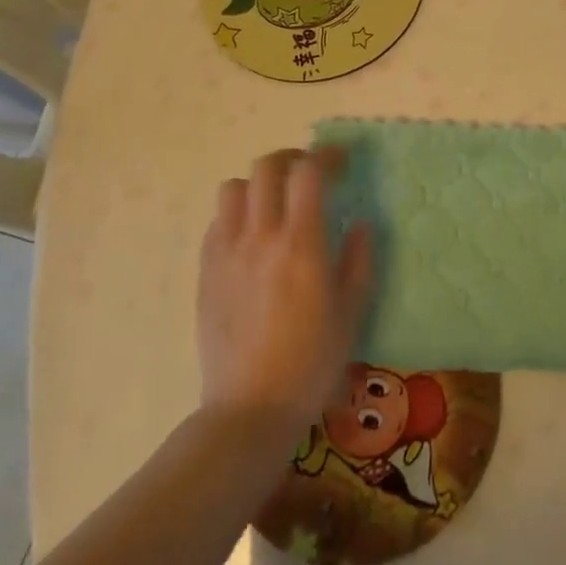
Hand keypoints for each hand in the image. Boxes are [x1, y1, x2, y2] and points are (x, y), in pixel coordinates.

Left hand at [198, 148, 370, 429]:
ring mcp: (227, 252)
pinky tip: (251, 236)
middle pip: (267, 168)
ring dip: (258, 184)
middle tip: (310, 174)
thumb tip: (360, 223)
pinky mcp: (205, 271)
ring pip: (233, 187)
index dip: (326, 156)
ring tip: (276, 202)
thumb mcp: (352, 310)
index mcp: (301, 244)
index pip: (308, 173)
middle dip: (292, 159)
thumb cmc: (312, 361)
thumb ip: (359, 259)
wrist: (250, 408)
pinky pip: (217, 222)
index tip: (341, 162)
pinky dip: (237, 214)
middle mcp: (260, 237)